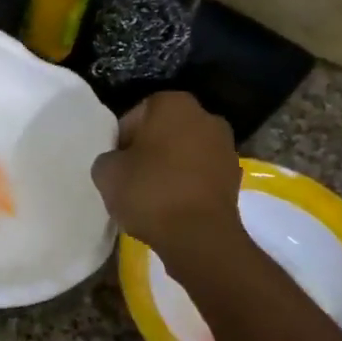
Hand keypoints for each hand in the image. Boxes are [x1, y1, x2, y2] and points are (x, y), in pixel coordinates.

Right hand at [90, 92, 243, 268]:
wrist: (198, 236)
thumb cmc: (149, 192)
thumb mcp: (106, 172)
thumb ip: (108, 158)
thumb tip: (118, 162)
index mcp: (173, 104)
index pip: (135, 116)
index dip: (121, 141)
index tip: (116, 165)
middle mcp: (205, 116)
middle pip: (164, 132)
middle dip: (149, 150)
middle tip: (131, 178)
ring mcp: (226, 146)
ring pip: (185, 153)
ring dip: (170, 167)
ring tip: (152, 196)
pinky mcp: (235, 177)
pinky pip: (201, 175)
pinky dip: (188, 185)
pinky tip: (173, 206)